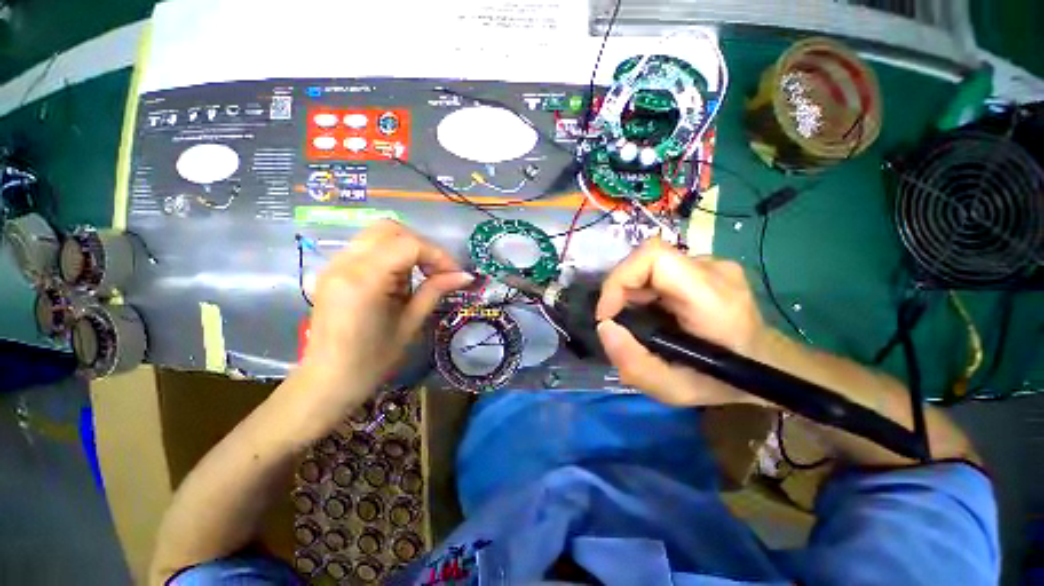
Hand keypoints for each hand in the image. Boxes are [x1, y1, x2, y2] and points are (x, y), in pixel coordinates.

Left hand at [295, 221, 472, 409]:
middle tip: (439, 270)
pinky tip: (400, 278)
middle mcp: (344, 263)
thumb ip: (435, 291)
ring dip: (407, 248)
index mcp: (363, 280)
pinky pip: (368, 247)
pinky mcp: (334, 270)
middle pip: (390, 229)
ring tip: (421, 275)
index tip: (455, 274)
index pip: (408, 245)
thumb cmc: (372, 361)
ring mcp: (335, 264)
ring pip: (379, 234)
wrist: (328, 381)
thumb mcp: (410, 325)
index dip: (438, 255)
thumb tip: (465, 276)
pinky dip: (392, 254)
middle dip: (422, 246)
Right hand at [596, 239, 766, 405]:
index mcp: (712, 298)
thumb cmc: (723, 383)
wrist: (768, 366)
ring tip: (638, 320)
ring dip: (632, 290)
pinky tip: (653, 311)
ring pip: (653, 263)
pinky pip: (662, 268)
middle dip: (622, 289)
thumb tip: (604, 327)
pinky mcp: (708, 266)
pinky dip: (645, 288)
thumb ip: (635, 364)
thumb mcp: (675, 390)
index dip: (620, 279)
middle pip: (648, 258)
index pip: (654, 257)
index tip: (608, 313)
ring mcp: (714, 264)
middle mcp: (715, 270)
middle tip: (621, 322)